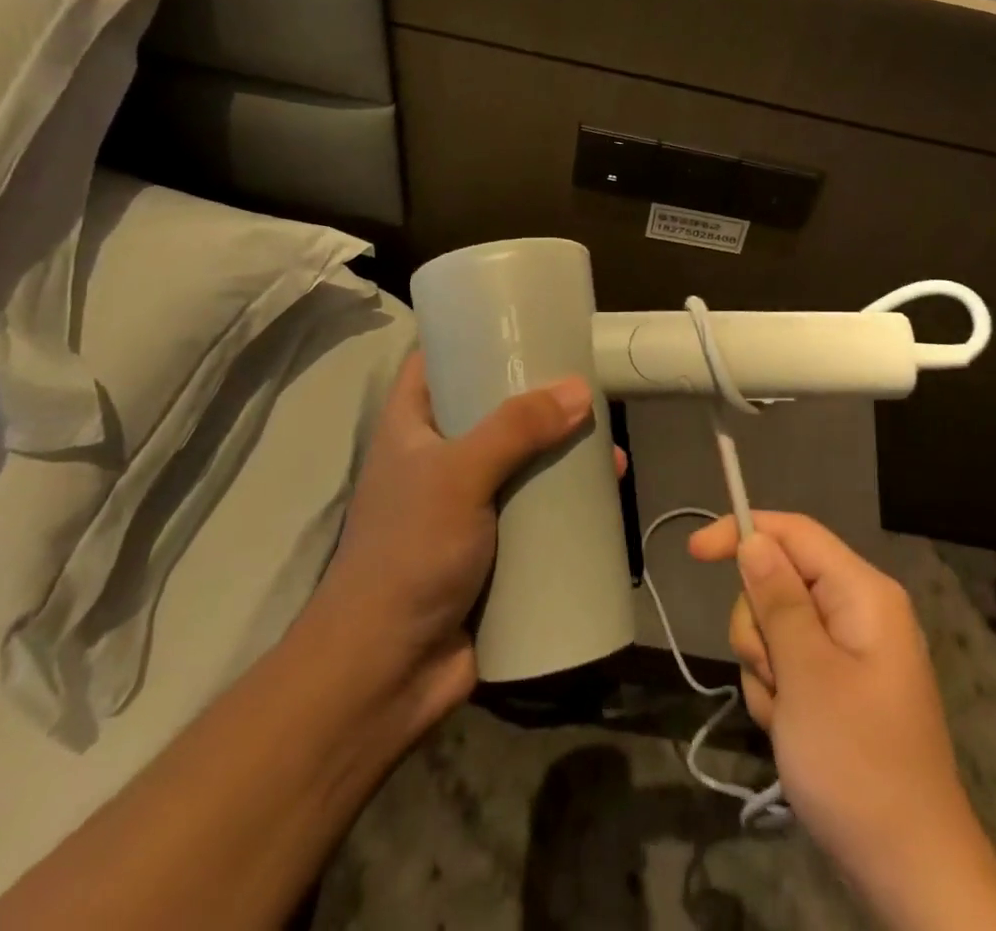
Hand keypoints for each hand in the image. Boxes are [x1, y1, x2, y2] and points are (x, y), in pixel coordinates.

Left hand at [303, 353, 594, 733]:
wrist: (386, 673)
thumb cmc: (408, 554)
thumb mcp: (458, 476)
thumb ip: (516, 428)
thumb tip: (581, 389)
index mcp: (412, 427)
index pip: (436, 361)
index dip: (472, 337)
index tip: (524, 323)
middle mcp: (439, 458)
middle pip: (493, 411)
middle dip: (540, 401)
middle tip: (588, 387)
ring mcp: (467, 505)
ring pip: (522, 463)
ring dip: (563, 456)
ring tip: (609, 451)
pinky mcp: (493, 547)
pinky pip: (535, 512)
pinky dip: (567, 503)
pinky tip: (604, 498)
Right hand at [688, 513, 995, 930]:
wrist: (910, 874)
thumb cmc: (858, 765)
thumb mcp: (807, 675)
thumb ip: (777, 600)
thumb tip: (754, 539)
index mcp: (863, 593)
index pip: (794, 533)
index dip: (743, 532)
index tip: (694, 553)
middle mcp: (859, 611)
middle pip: (780, 581)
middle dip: (759, 627)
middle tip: (775, 676)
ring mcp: (850, 651)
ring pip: (776, 626)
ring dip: (766, 669)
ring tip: (788, 718)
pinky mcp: (840, 686)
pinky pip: (788, 665)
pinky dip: (778, 694)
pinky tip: (792, 733)